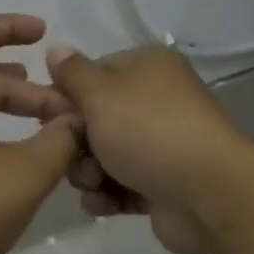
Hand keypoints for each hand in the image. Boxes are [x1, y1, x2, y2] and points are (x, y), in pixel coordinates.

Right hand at [46, 43, 253, 253]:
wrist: (206, 194)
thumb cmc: (147, 131)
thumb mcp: (101, 94)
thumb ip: (73, 73)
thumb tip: (57, 49)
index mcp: (148, 68)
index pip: (94, 73)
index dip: (67, 95)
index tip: (47, 117)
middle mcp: (156, 101)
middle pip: (96, 118)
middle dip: (76, 142)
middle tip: (70, 156)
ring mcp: (161, 145)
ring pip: (105, 155)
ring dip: (88, 172)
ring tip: (94, 183)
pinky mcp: (162, 184)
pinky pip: (122, 185)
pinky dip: (108, 194)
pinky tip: (102, 204)